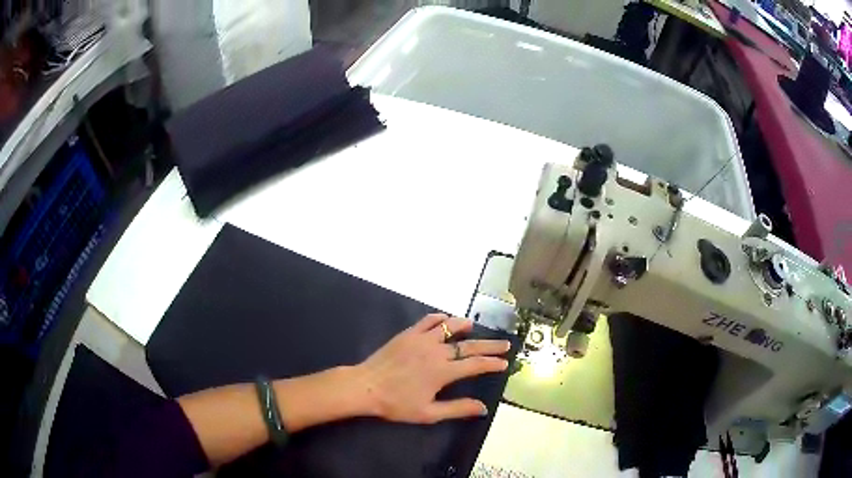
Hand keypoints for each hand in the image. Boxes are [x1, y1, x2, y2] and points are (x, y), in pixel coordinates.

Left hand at [353, 313, 510, 423]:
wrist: (366, 387)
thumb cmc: (397, 403)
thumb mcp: (429, 413)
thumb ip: (457, 409)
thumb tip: (483, 408)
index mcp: (443, 372)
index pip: (475, 365)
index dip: (492, 364)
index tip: (504, 363)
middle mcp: (437, 352)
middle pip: (469, 345)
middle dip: (490, 345)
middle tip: (505, 344)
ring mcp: (421, 339)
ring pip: (449, 327)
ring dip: (464, 326)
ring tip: (473, 327)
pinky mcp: (408, 334)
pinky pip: (428, 321)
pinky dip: (440, 319)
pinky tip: (445, 320)